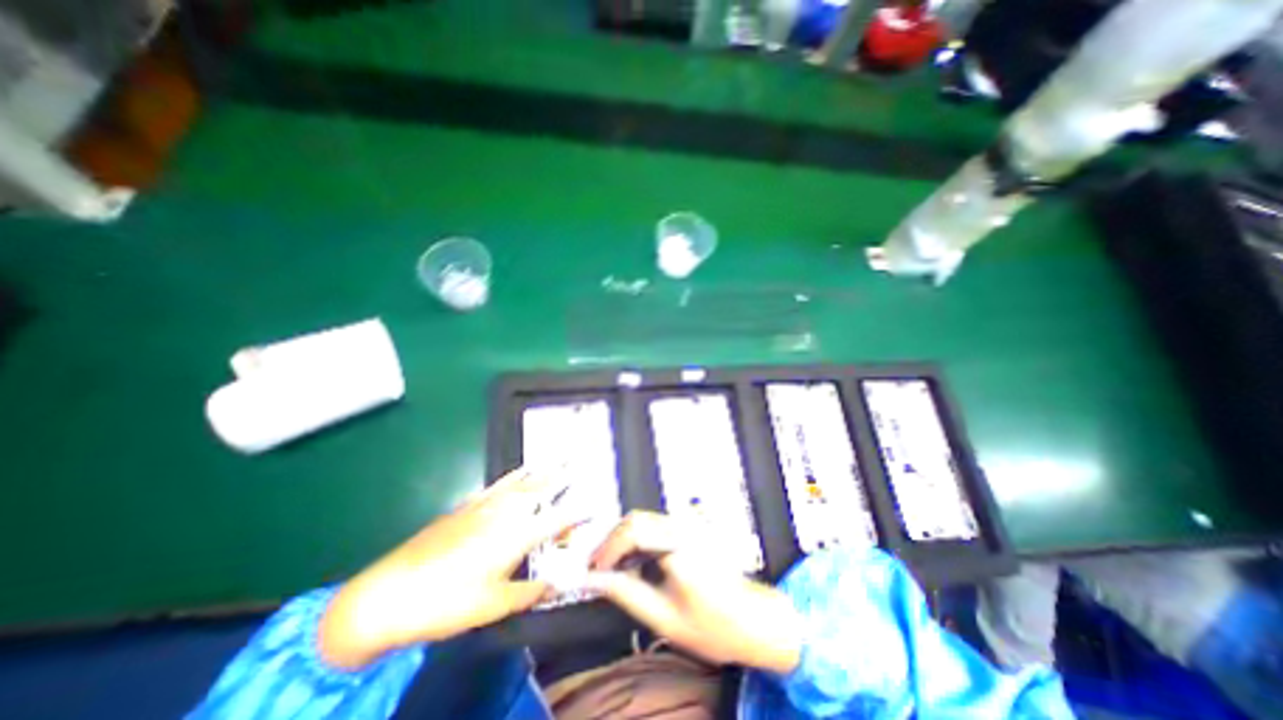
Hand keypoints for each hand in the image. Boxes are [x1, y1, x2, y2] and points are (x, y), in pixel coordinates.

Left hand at [318, 468, 578, 667]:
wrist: (389, 593)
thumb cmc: (446, 603)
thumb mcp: (492, 606)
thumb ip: (529, 593)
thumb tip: (555, 585)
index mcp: (516, 536)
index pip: (556, 521)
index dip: (578, 514)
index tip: (595, 506)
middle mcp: (505, 514)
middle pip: (540, 490)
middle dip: (562, 476)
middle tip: (578, 461)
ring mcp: (484, 506)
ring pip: (521, 482)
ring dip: (542, 470)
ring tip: (558, 457)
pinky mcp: (467, 506)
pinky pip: (499, 483)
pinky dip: (515, 474)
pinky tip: (521, 469)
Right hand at [589, 508, 805, 670]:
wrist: (753, 619)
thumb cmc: (712, 625)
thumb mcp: (663, 618)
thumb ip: (626, 593)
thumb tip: (595, 579)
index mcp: (680, 545)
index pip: (632, 531)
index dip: (607, 549)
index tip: (593, 571)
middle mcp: (685, 525)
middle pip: (635, 519)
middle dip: (612, 542)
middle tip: (598, 569)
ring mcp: (690, 523)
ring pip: (644, 519)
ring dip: (623, 541)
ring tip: (612, 568)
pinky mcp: (691, 526)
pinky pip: (656, 524)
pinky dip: (638, 540)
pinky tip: (634, 562)